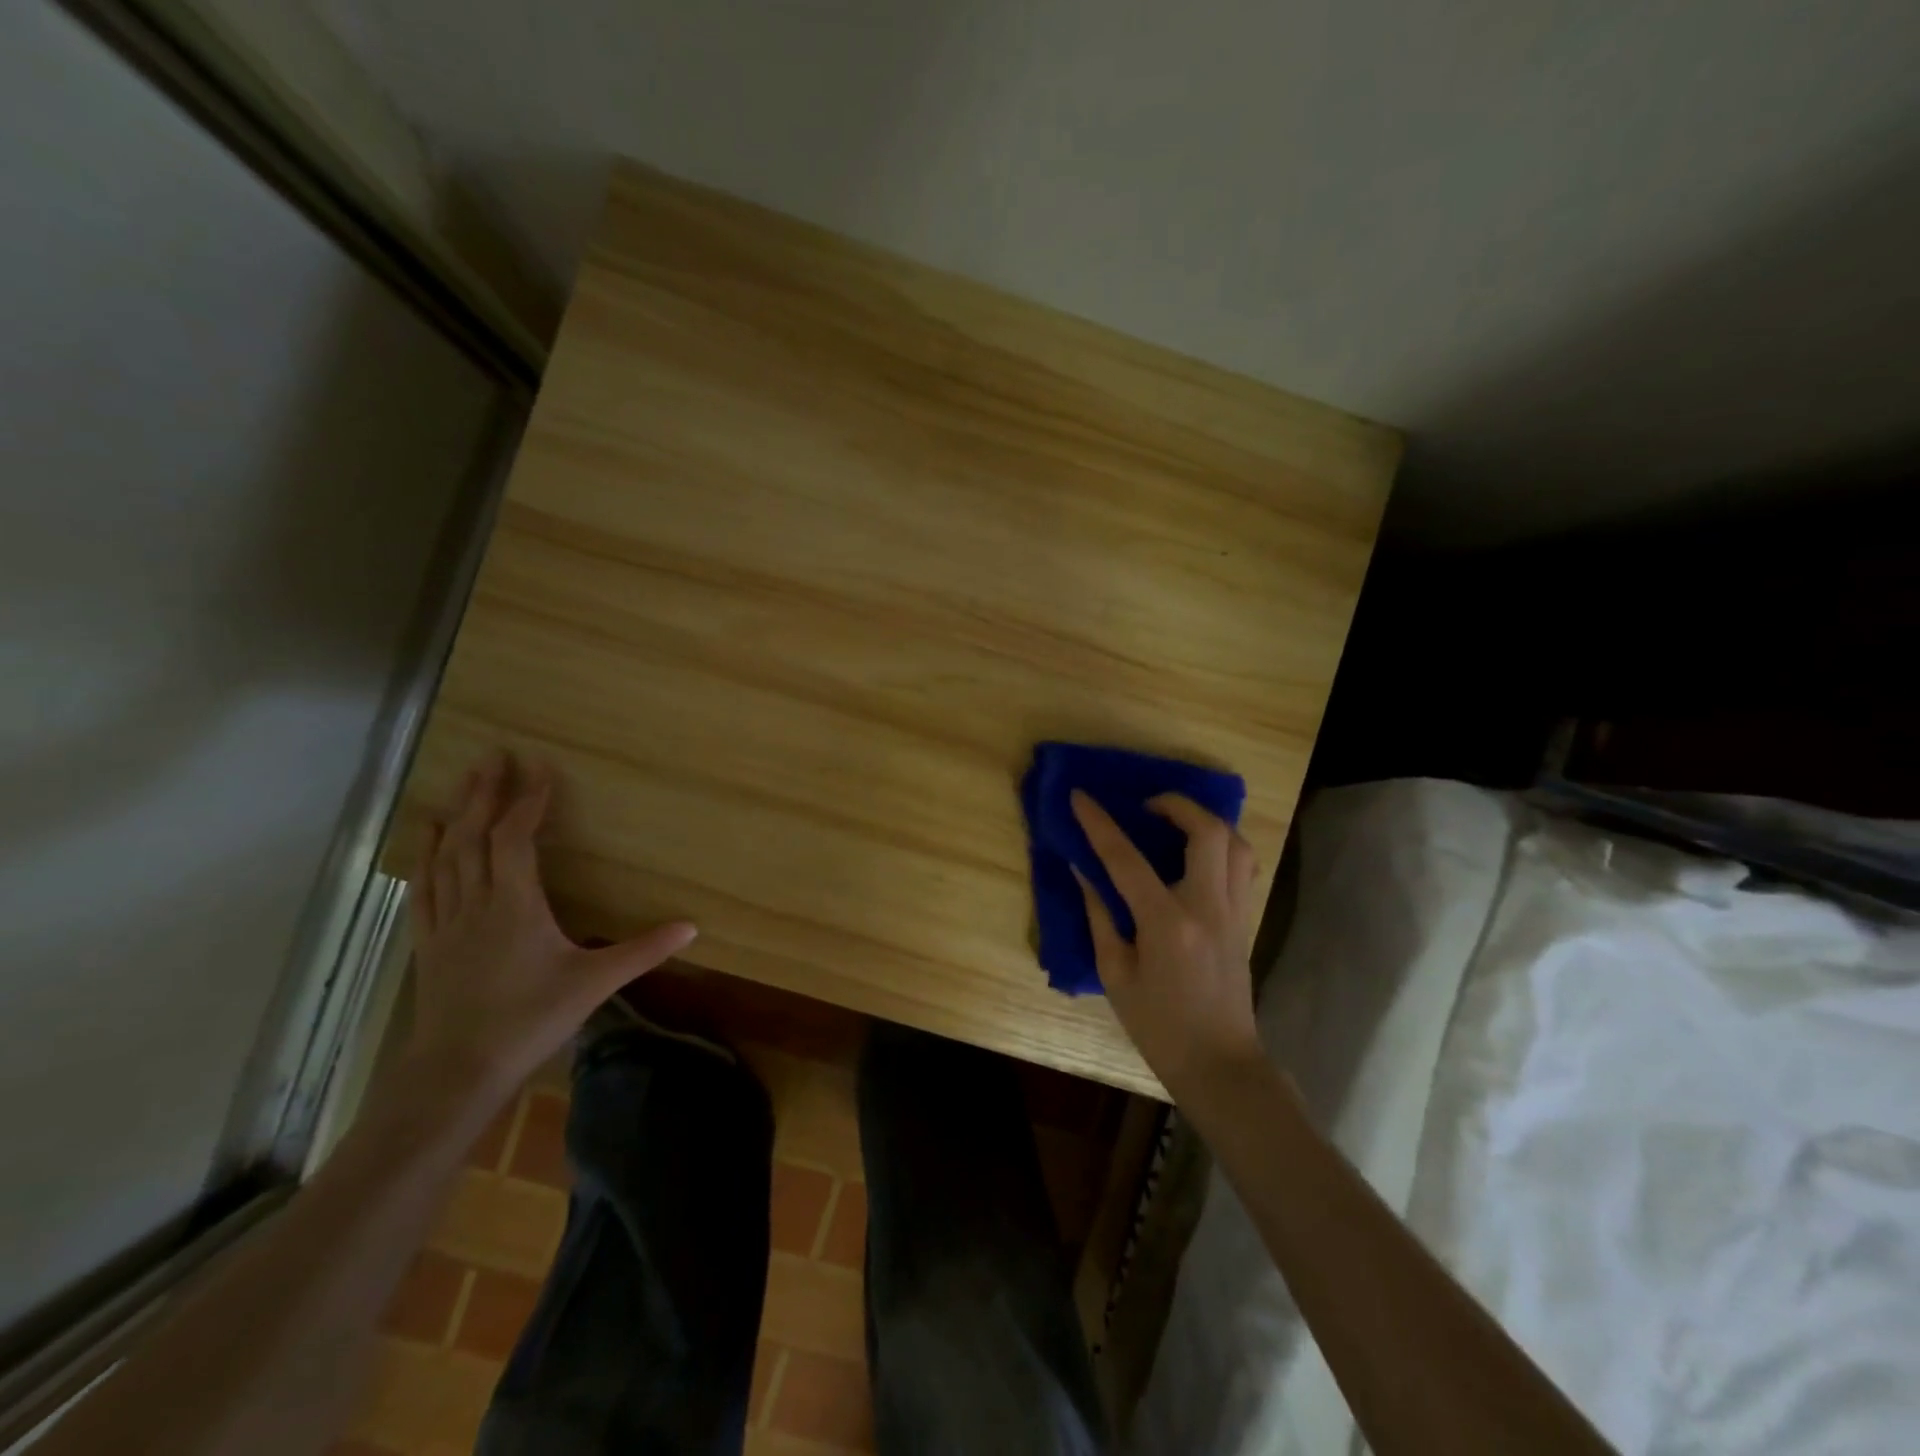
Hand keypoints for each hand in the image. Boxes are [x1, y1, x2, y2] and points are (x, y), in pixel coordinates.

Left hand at [403, 750, 696, 1106]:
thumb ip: (644, 951)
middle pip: (474, 836)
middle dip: (484, 793)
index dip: (528, 801)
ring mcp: (446, 923)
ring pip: (445, 857)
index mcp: (515, 905)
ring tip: (460, 786)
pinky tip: (427, 844)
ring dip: (454, 817)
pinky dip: (425, 858)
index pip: (517, 839)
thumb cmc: (530, 1020)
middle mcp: (476, 903)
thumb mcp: (595, 984)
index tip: (542, 770)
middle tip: (492, 755)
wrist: (457, 1072)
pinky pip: (424, 889)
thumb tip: (692, 927)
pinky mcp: (428, 944)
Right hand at [1071, 790, 1262, 1100]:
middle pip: (1207, 832)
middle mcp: (1207, 908)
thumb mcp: (1115, 975)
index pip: (1126, 859)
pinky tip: (1197, 855)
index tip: (1080, 797)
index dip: (1099, 824)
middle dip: (1176, 805)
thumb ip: (1099, 916)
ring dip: (1206, 821)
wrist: (1219, 1064)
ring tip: (1175, 823)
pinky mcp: (1245, 920)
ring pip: (1236, 843)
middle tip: (1146, 807)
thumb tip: (1083, 871)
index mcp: (1167, 924)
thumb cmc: (1159, 1026)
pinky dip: (1222, 846)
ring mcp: (1234, 912)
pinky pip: (1242, 866)